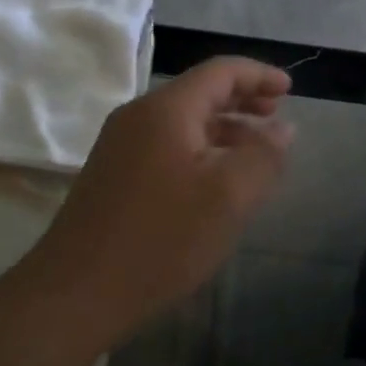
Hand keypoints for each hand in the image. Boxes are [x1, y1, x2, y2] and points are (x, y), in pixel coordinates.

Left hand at [35, 57, 293, 338]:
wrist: (75, 294)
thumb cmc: (160, 239)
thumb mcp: (229, 197)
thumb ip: (263, 155)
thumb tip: (282, 128)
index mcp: (165, 109)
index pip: (219, 71)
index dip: (259, 75)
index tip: (290, 89)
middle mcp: (137, 116)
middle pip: (198, 92)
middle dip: (242, 100)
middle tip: (276, 116)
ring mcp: (119, 146)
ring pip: (182, 122)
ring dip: (222, 129)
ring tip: (254, 152)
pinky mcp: (111, 175)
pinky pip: (165, 146)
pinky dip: (199, 150)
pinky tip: (213, 181)